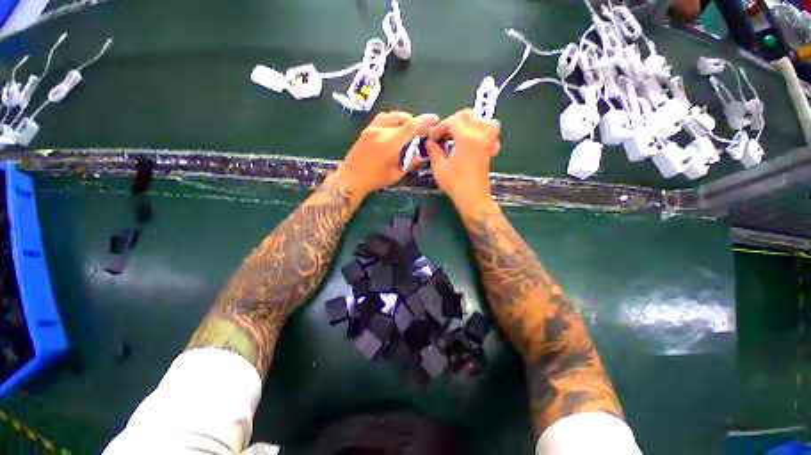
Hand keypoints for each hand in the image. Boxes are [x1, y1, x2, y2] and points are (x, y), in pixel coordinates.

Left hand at [335, 111, 438, 198]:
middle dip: (414, 122)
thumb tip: (420, 155)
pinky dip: (392, 120)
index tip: (434, 118)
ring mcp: (372, 128)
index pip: (411, 126)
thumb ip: (410, 162)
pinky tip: (394, 129)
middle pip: (402, 118)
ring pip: (391, 115)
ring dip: (403, 119)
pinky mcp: (366, 130)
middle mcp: (381, 131)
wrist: (351, 178)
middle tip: (420, 132)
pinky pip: (382, 118)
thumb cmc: (375, 179)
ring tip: (408, 129)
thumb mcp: (396, 173)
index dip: (424, 121)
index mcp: (391, 142)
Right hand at [425, 109, 500, 215]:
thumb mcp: (439, 167)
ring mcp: (488, 142)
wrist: (472, 198)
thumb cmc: (454, 183)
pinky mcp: (490, 150)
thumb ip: (434, 151)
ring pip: (484, 121)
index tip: (432, 138)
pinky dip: (483, 132)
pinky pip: (491, 133)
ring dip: (470, 123)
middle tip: (444, 134)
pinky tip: (474, 140)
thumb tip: (430, 142)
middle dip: (453, 121)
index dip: (439, 128)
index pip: (452, 122)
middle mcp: (480, 135)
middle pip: (469, 116)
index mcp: (466, 137)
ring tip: (460, 133)